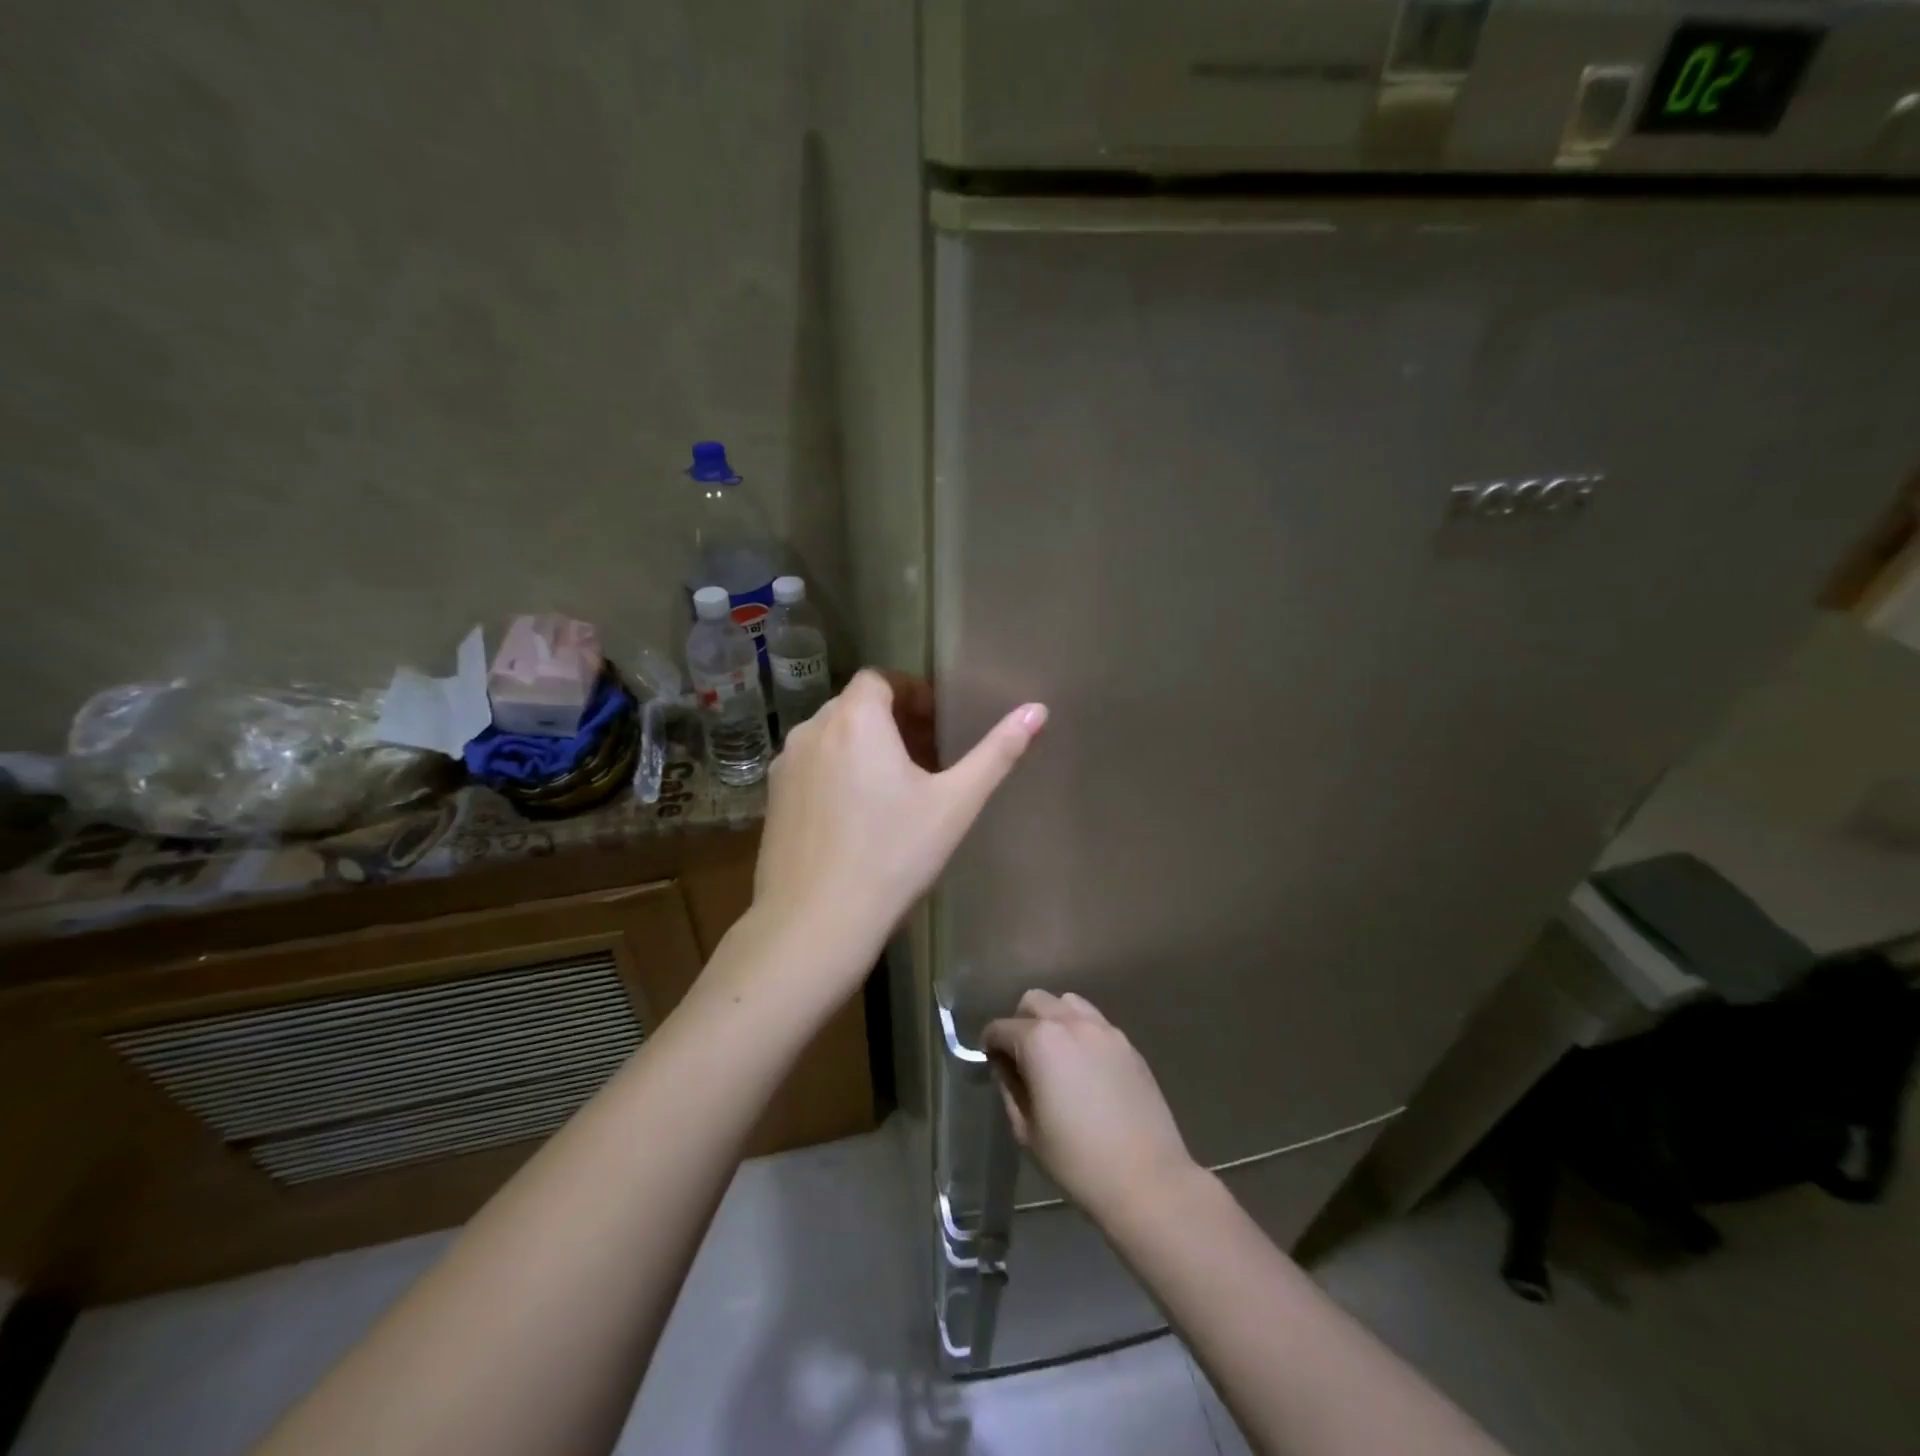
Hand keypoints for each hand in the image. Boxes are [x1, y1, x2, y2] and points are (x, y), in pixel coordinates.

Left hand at [752, 669, 1046, 984]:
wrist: (815, 924)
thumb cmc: (893, 857)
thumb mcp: (955, 804)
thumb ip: (997, 752)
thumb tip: (1038, 709)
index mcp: (856, 720)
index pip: (880, 678)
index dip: (912, 693)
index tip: (937, 725)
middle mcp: (812, 730)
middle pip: (856, 706)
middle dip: (892, 721)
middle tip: (926, 758)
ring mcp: (786, 766)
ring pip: (831, 737)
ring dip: (863, 747)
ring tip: (894, 788)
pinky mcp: (772, 800)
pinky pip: (811, 767)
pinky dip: (836, 772)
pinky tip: (857, 817)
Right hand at [983, 991, 1196, 1223]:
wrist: (1147, 1179)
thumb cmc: (1077, 1161)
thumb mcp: (1027, 1130)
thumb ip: (1009, 1088)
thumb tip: (1004, 1066)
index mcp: (1040, 1041)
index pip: (1001, 1028)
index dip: (990, 1045)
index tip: (990, 1063)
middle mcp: (1071, 1022)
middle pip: (1034, 1001)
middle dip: (1020, 1022)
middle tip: (1021, 1057)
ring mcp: (1104, 1029)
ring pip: (1067, 1002)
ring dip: (1053, 1018)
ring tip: (1055, 1054)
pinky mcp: (1127, 1043)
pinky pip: (1095, 1022)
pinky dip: (1080, 1031)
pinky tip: (1084, 1065)